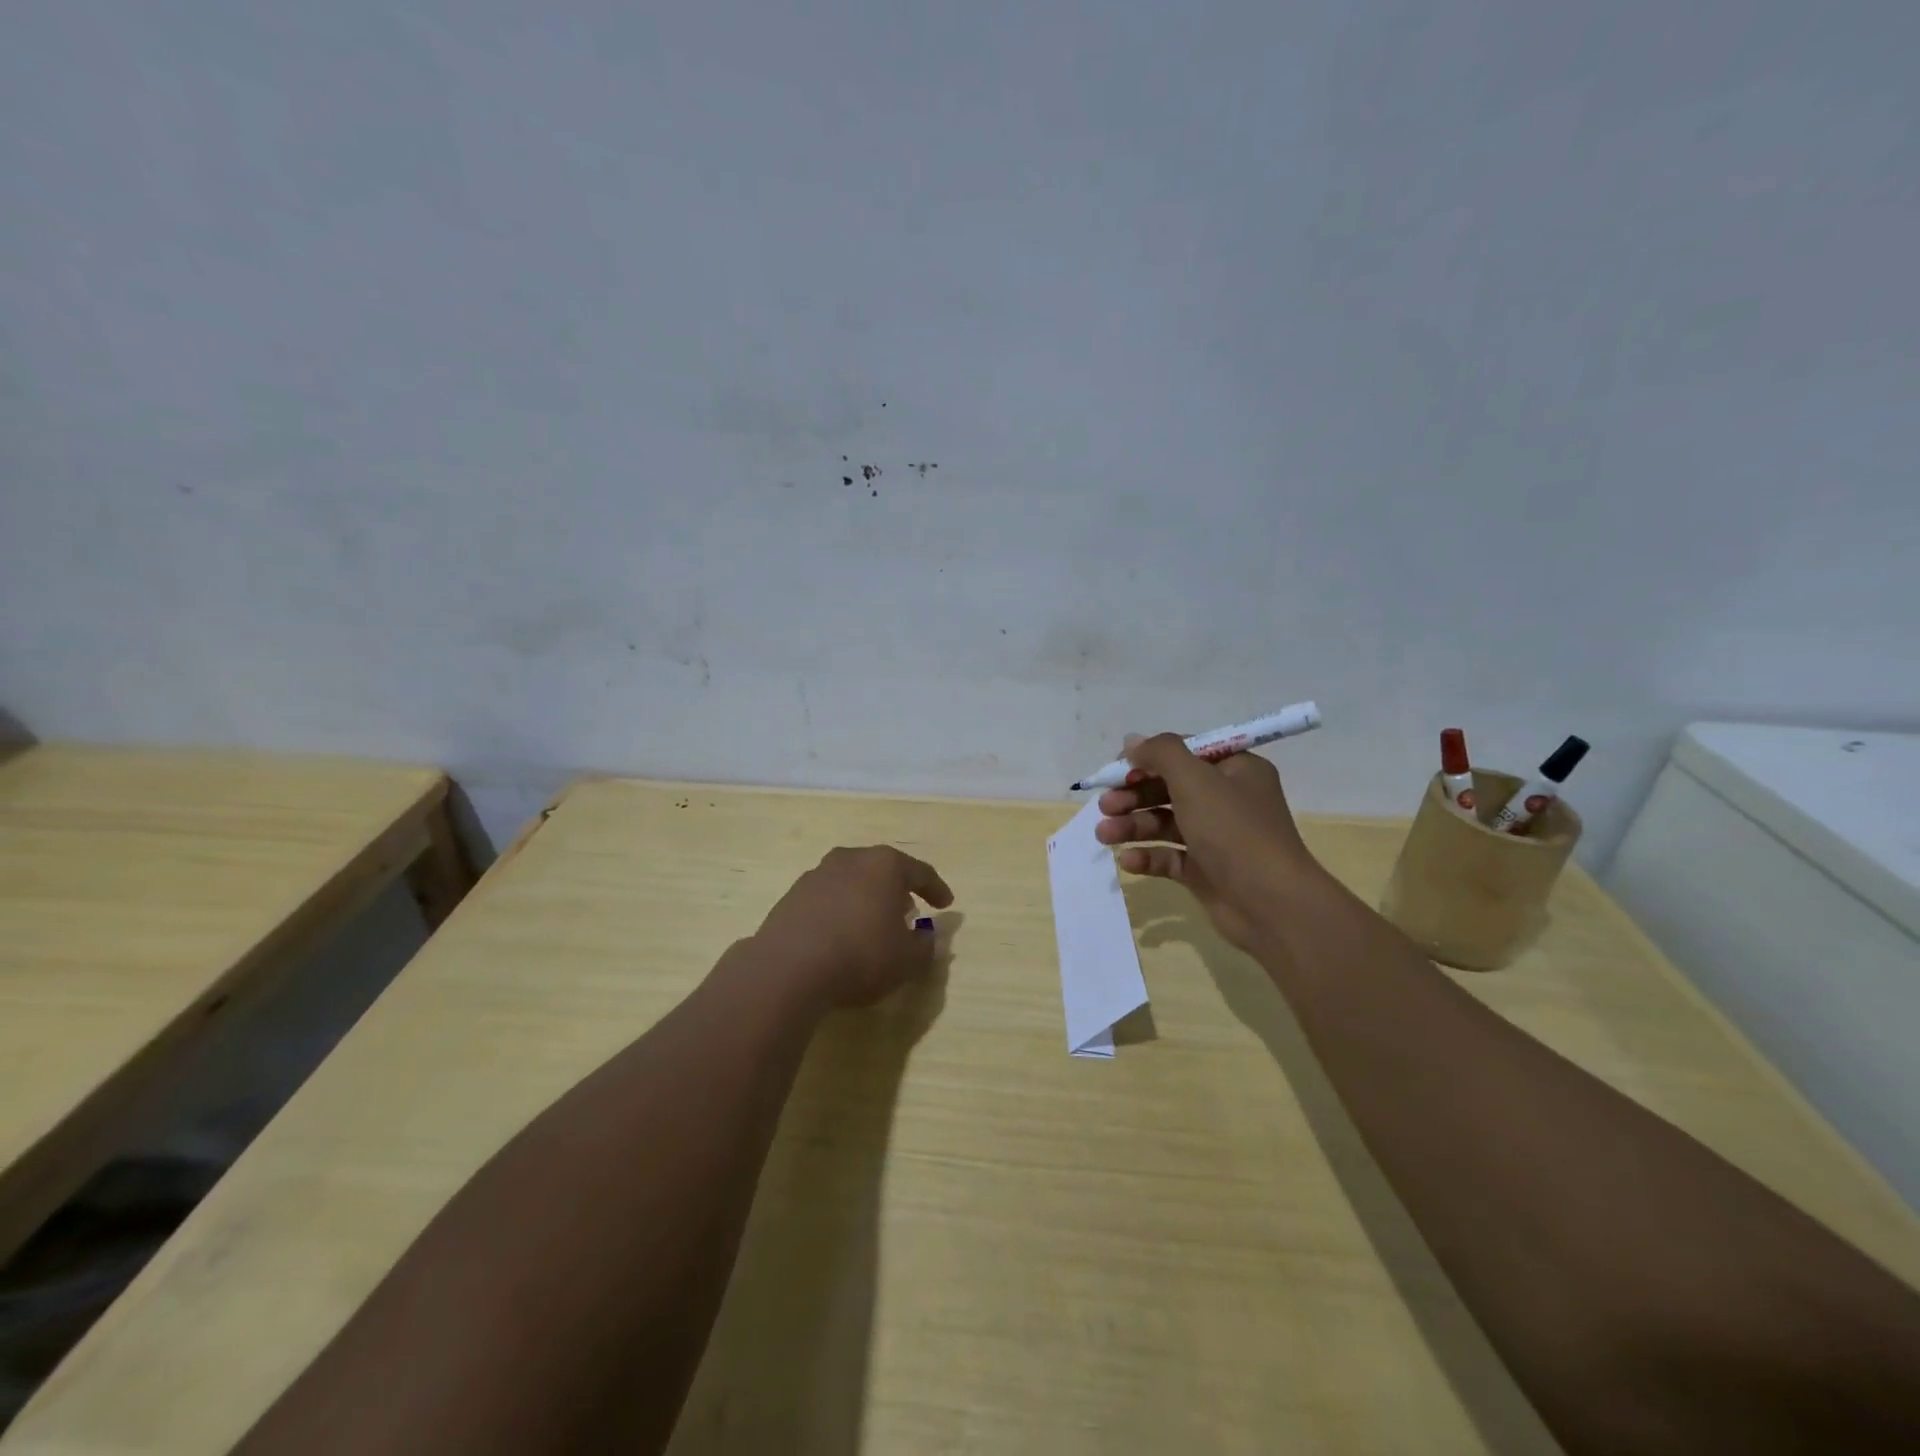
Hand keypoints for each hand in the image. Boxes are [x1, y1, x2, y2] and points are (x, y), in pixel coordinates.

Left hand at [750, 846, 954, 1010]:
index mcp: (885, 865)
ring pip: (852, 881)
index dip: (936, 888)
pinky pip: (827, 899)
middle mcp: (850, 859)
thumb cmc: (860, 955)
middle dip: (897, 889)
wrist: (788, 968)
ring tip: (872, 923)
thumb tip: (926, 937)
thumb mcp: (907, 960)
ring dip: (865, 898)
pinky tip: (840, 934)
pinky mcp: (792, 896)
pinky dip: (839, 911)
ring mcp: (817, 875)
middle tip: (908, 910)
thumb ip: (924, 946)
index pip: (920, 871)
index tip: (946, 904)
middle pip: (882, 869)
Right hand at [1096, 732, 1328, 953]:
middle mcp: (1227, 800)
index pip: (1185, 752)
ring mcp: (1216, 838)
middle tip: (1105, 805)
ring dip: (1133, 826)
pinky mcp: (1206, 871)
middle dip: (1133, 795)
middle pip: (1169, 788)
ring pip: (1165, 823)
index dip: (1148, 758)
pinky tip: (1127, 862)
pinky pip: (1170, 857)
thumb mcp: (1195, 780)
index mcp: (1235, 770)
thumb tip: (1132, 741)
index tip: (1117, 769)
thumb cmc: (1234, 831)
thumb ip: (1161, 753)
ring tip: (1104, 835)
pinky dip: (1148, 857)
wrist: (1272, 904)